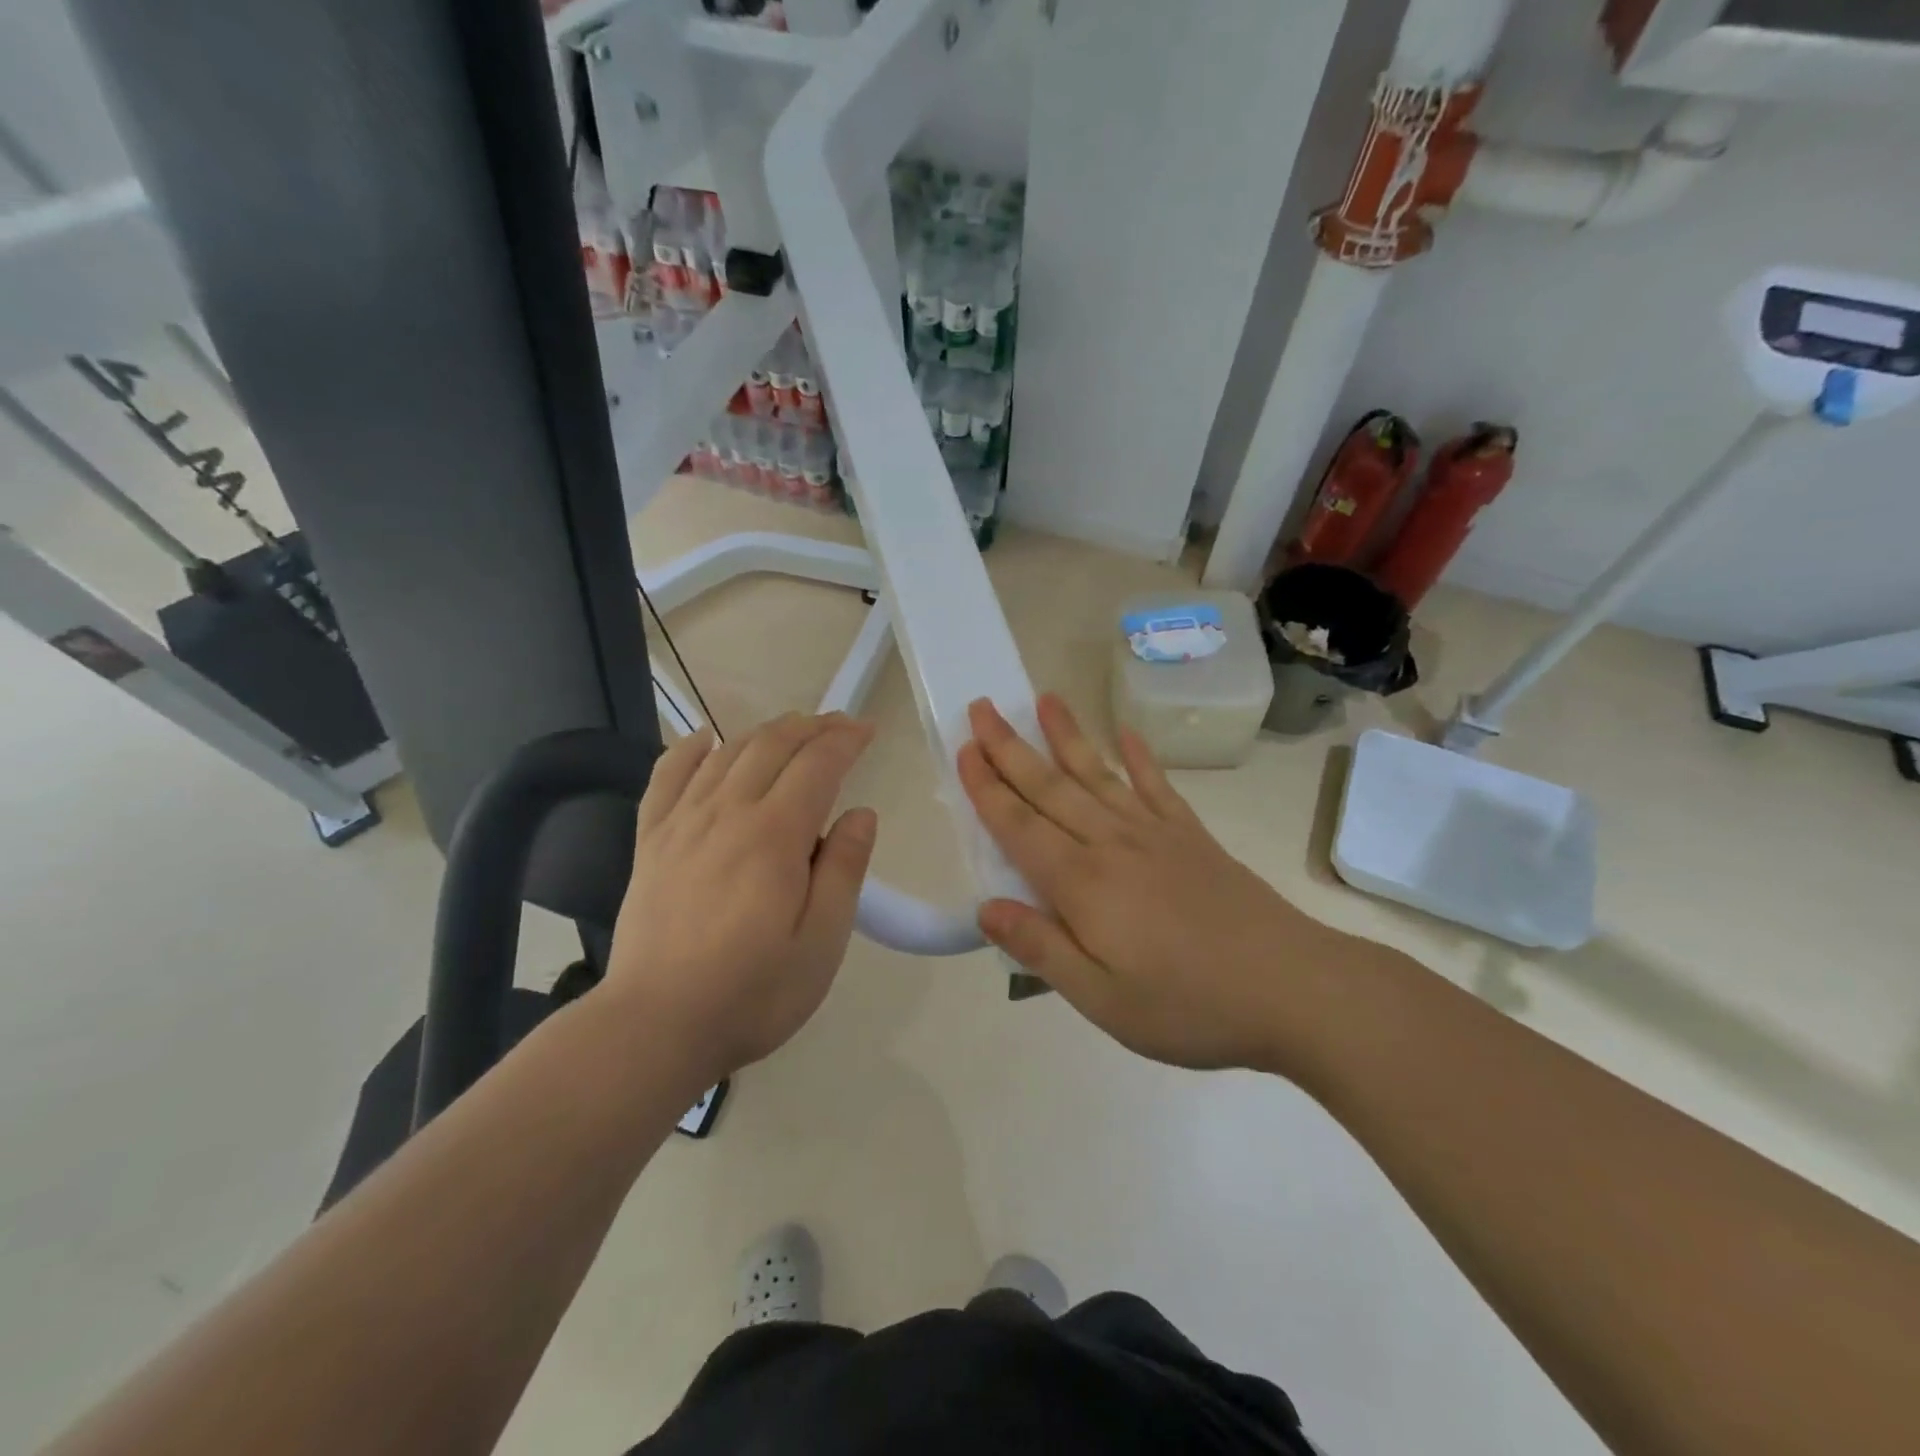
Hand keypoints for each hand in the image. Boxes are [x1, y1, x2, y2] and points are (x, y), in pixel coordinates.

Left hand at [606, 712, 876, 1085]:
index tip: (867, 730)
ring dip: (765, 732)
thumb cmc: (753, 992)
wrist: (655, 1026)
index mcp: (774, 835)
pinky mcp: (650, 841)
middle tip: (839, 725)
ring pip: (727, 753)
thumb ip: (844, 870)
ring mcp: (682, 823)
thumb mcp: (822, 942)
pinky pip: (667, 776)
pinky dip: (690, 749)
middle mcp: (727, 813)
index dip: (845, 739)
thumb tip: (860, 813)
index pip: (817, 764)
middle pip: (772, 746)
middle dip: (811, 727)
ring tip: (792, 731)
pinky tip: (706, 740)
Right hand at [958, 694, 1334, 1071]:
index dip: (987, 788)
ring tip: (1044, 699)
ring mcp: (1156, 834)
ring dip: (1067, 737)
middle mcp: (1112, 844)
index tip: (964, 748)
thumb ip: (1040, 949)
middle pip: (1050, 788)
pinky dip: (1140, 758)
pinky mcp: (1193, 837)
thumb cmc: (1189, 1005)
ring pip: (1097, 775)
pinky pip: (1157, 787)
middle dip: (1010, 748)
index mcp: (1082, 884)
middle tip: (983, 706)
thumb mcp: (1101, 999)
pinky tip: (1128, 734)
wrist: (1293, 989)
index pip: (1019, 826)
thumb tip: (985, 908)